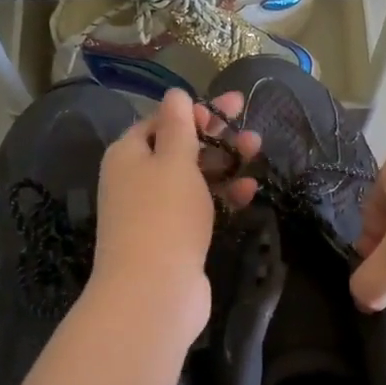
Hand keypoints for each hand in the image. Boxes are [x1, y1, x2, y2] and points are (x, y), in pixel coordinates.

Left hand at [90, 90, 260, 346]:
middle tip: (251, 130)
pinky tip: (248, 192)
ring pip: (193, 178)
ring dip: (225, 164)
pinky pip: (199, 207)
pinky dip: (222, 196)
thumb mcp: (174, 161)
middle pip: (179, 148)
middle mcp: (136, 180)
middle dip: (216, 137)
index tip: (231, 108)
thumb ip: (179, 125)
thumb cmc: (164, 215)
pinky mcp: (173, 237)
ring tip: (257, 153)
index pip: (161, 121)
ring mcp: (154, 211)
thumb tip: (175, 93)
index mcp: (128, 154)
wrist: (154, 291)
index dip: (195, 111)